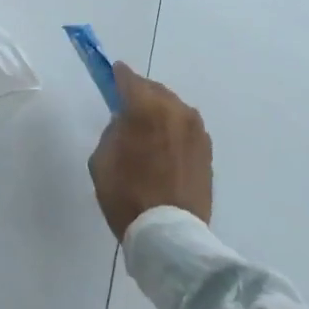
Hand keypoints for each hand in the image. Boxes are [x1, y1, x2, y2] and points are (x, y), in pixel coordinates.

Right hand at [88, 63, 212, 240]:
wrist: (169, 234)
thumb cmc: (127, 196)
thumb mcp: (102, 161)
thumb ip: (113, 131)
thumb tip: (126, 123)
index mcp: (147, 109)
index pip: (130, 80)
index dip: (118, 76)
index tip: (112, 73)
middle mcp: (177, 111)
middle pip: (155, 90)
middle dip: (141, 93)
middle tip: (127, 104)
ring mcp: (197, 130)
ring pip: (173, 108)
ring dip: (159, 111)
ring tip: (147, 128)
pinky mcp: (207, 149)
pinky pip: (185, 128)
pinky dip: (173, 130)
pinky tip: (164, 145)